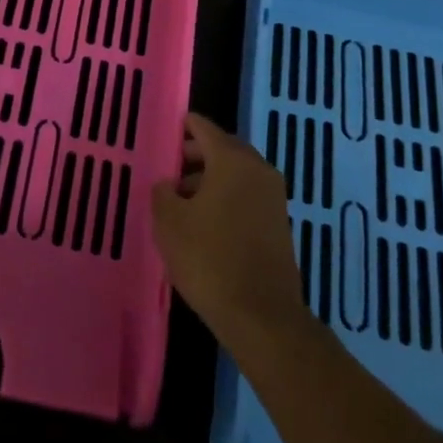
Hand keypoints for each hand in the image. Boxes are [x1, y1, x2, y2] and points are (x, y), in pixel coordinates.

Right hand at [151, 113, 308, 350]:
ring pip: (236, 175)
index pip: (204, 128)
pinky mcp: (279, 224)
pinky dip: (226, 198)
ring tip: (181, 200)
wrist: (261, 315)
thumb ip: (163, 193)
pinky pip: (247, 196)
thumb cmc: (209, 258)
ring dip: (210, 180)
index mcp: (232, 160)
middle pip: (223, 149)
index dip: (184, 127)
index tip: (166, 132)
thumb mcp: (170, 223)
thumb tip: (169, 184)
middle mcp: (258, 169)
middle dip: (196, 155)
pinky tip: (204, 222)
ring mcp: (273, 197)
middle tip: (169, 168)